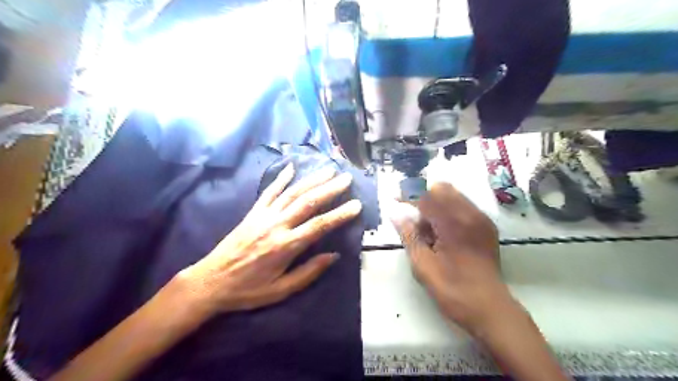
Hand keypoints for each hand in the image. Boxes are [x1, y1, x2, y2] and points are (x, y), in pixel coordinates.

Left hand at [178, 165, 360, 317]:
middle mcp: (276, 225)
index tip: (356, 205)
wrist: (210, 281)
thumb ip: (309, 272)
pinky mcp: (252, 213)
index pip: (320, 225)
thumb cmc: (248, 290)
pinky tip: (291, 167)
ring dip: (312, 180)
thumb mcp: (281, 290)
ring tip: (328, 170)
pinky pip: (269, 192)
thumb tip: (333, 255)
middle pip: (308, 202)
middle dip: (330, 189)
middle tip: (347, 178)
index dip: (340, 214)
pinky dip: (280, 179)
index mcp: (286, 246)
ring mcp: (263, 216)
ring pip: (292, 193)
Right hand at [393, 183, 513, 335]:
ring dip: (434, 202)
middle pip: (441, 189)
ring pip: (453, 195)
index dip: (407, 195)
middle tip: (409, 214)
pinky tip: (440, 230)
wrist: (491, 309)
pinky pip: (463, 206)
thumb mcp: (423, 266)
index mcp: (454, 223)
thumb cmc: (453, 290)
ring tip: (423, 225)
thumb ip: (409, 236)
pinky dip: (447, 210)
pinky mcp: (486, 226)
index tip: (393, 199)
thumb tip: (395, 213)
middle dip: (421, 196)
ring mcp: (481, 219)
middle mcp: (470, 214)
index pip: (426, 197)